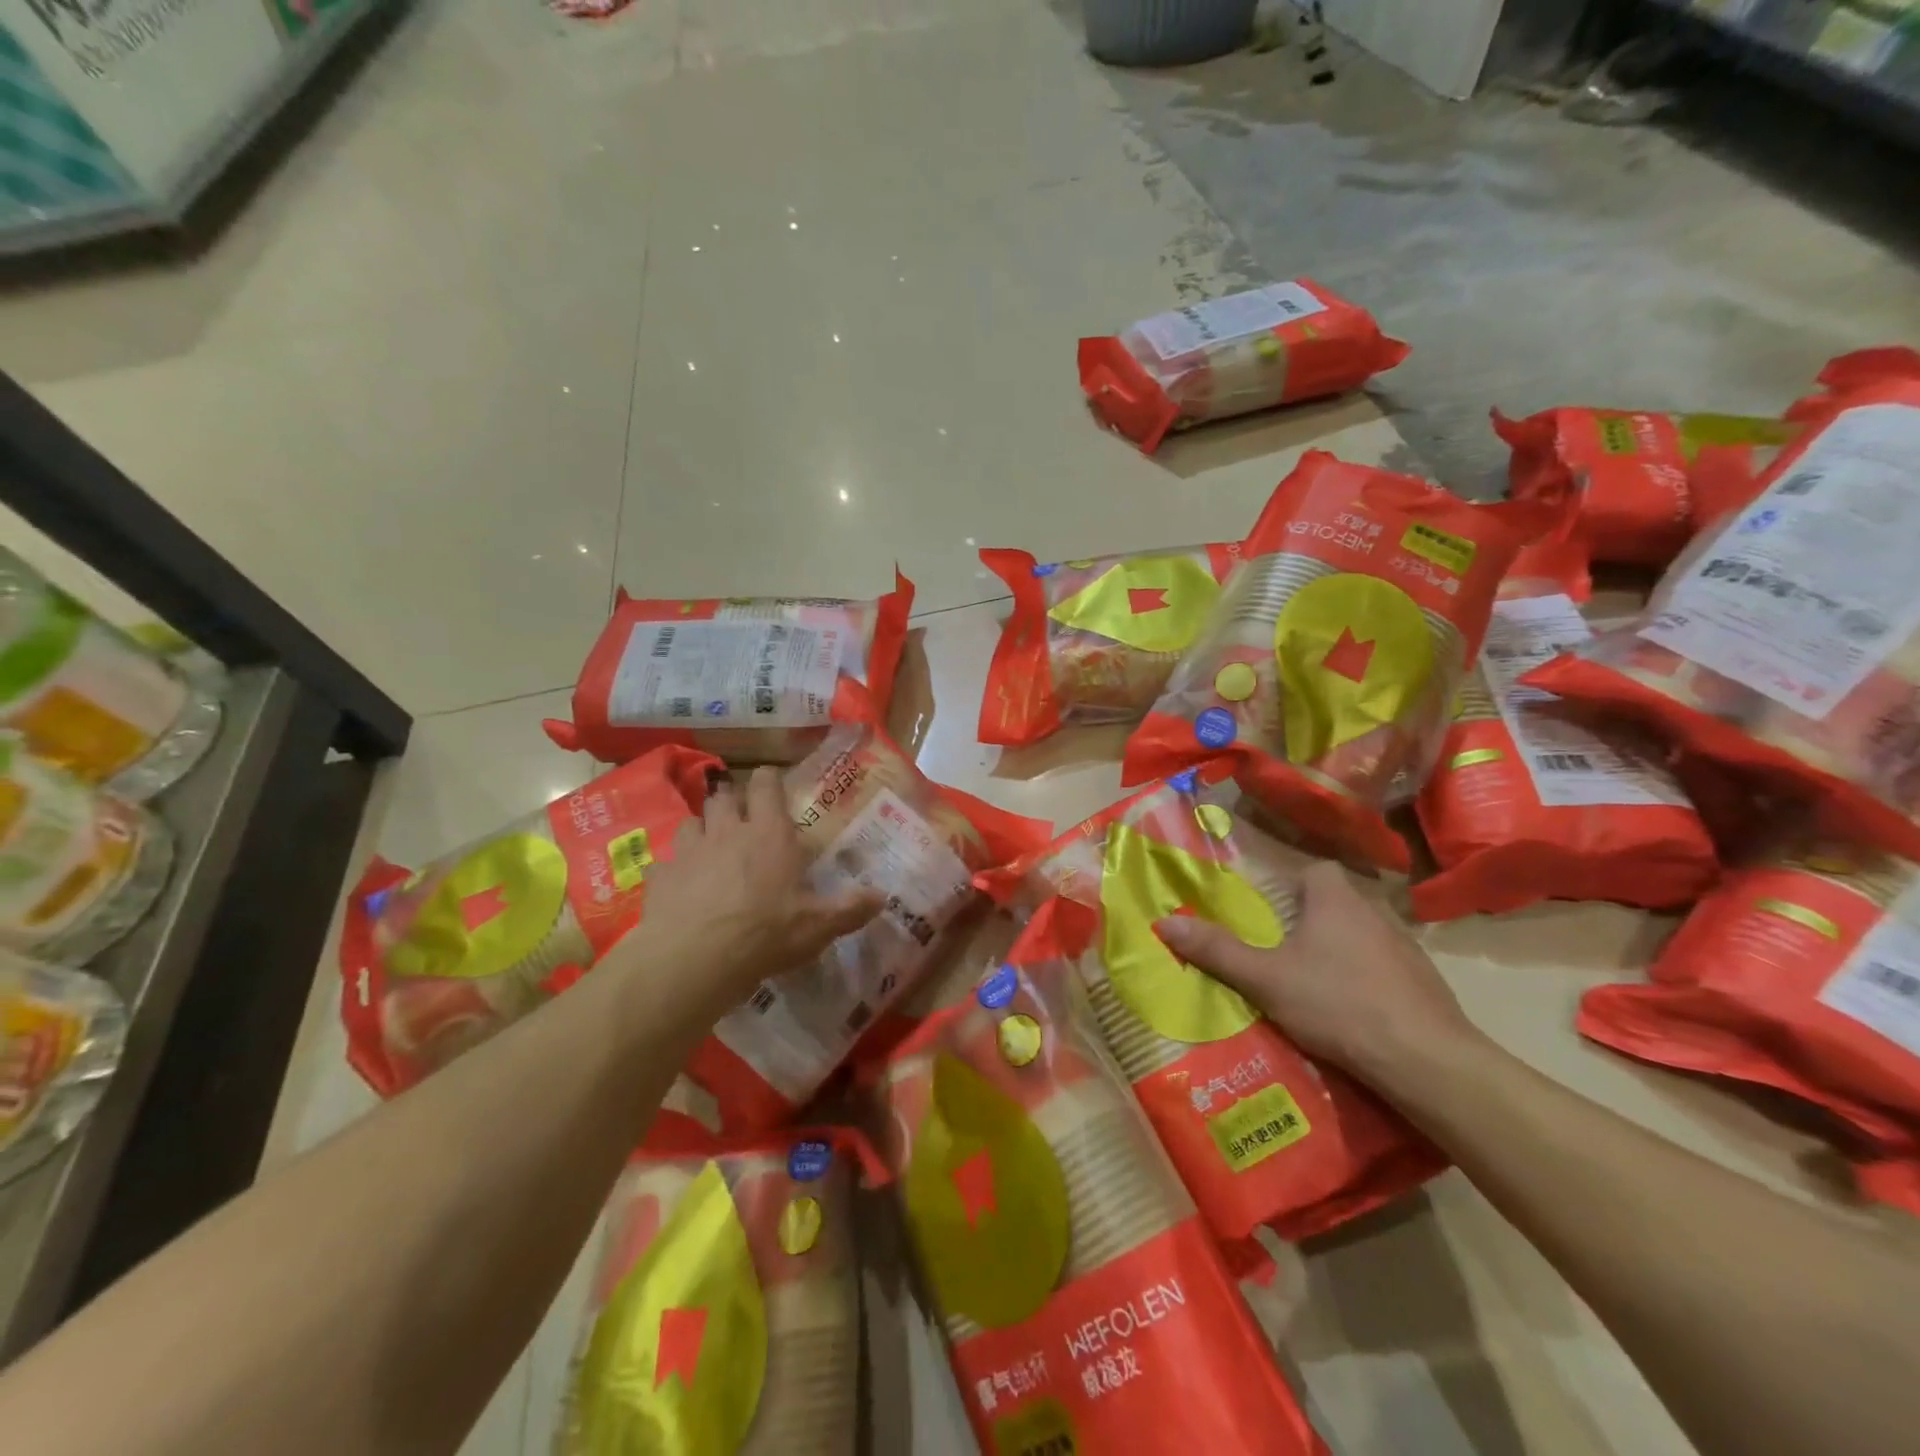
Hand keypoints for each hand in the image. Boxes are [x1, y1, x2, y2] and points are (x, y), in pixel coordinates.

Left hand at [631, 768, 884, 1018]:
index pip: (766, 784)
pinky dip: (676, 868)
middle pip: (724, 797)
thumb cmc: (766, 933)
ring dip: (702, 829)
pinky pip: (667, 862)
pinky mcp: (660, 876)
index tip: (773, 783)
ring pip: (691, 822)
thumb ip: (850, 908)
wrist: (695, 959)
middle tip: (742, 818)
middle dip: (732, 801)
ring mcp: (689, 851)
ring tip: (711, 848)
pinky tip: (682, 886)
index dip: (769, 779)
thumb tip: (883, 897)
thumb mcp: (818, 926)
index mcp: (769, 834)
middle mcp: (728, 831)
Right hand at [1153, 860, 1482, 1095]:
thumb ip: (1217, 951)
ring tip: (1312, 982)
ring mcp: (1405, 946)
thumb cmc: (1338, 1004)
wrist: (1426, 1060)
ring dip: (1339, 950)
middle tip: (1281, 949)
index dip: (1290, 885)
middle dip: (1309, 920)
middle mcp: (1374, 911)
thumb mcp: (1266, 978)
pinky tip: (1352, 1009)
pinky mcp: (1425, 981)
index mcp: (1336, 899)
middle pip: (1335, 902)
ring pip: (1361, 935)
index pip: (1313, 869)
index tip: (1270, 911)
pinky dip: (1366, 978)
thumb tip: (1164, 923)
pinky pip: (1384, 966)